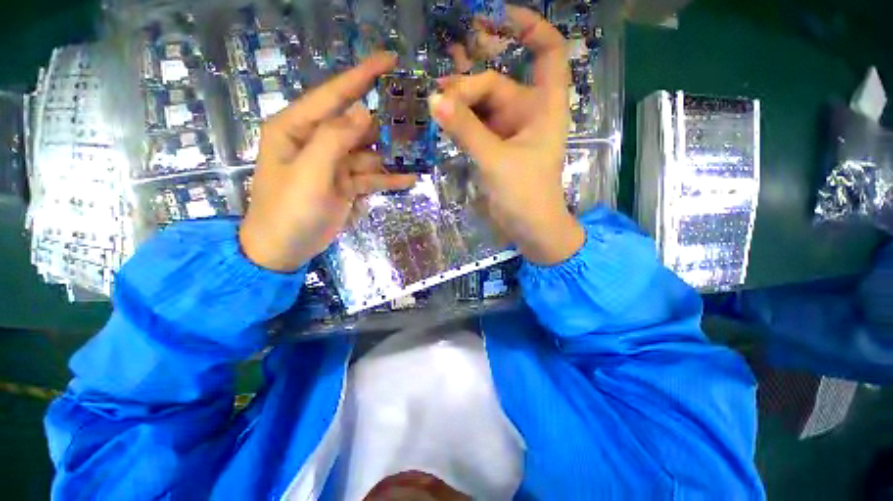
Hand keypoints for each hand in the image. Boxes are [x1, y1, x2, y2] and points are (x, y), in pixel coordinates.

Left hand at [239, 53, 416, 271]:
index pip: (334, 94)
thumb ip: (335, 140)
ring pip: (370, 153)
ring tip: (420, 154)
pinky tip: (409, 179)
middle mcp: (317, 141)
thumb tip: (364, 111)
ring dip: (392, 155)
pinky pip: (371, 177)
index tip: (390, 60)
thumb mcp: (309, 173)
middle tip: (417, 121)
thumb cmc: (288, 210)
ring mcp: (334, 164)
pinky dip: (388, 179)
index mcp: (298, 128)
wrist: (283, 248)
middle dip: (386, 124)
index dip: (362, 76)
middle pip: (358, 126)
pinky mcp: (346, 184)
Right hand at [430, 6, 584, 264]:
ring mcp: (511, 132)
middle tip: (439, 96)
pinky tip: (443, 120)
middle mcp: (528, 113)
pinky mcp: (497, 148)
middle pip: (497, 84)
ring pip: (483, 106)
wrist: (530, 227)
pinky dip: (461, 123)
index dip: (529, 28)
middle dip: (469, 86)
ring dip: (460, 104)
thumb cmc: (525, 194)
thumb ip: (467, 130)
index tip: (496, 17)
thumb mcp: (496, 159)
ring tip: (434, 105)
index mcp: (544, 107)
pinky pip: (477, 126)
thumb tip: (435, 100)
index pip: (547, 52)